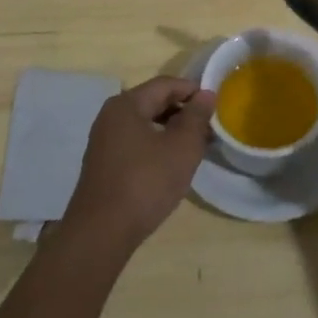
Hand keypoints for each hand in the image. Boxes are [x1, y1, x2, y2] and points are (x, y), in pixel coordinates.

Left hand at [61, 76, 214, 249]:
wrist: (101, 233)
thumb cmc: (145, 183)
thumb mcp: (181, 148)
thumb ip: (196, 117)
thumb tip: (206, 94)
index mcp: (127, 104)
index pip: (166, 84)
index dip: (193, 90)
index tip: (217, 105)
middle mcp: (111, 116)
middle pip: (153, 101)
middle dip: (183, 111)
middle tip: (209, 129)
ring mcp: (104, 141)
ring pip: (145, 124)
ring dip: (171, 130)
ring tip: (195, 147)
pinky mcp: (104, 163)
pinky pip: (136, 142)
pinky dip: (156, 145)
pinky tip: (171, 164)